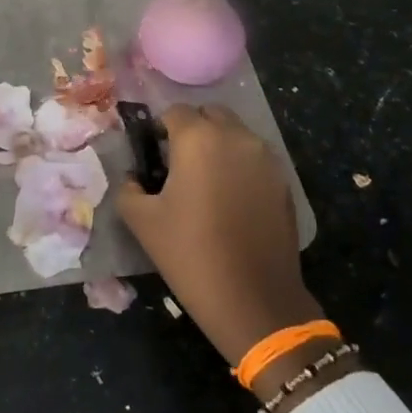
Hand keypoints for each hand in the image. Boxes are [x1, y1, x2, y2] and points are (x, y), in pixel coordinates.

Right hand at [115, 104, 320, 367]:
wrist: (255, 300)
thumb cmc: (191, 254)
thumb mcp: (142, 221)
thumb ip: (128, 188)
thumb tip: (133, 177)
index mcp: (198, 138)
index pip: (174, 112)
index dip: (159, 130)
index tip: (152, 156)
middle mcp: (236, 137)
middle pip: (210, 114)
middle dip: (192, 130)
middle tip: (178, 165)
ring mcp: (265, 158)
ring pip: (236, 134)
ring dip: (218, 146)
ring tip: (206, 183)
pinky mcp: (284, 182)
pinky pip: (255, 159)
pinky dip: (240, 166)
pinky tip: (230, 201)